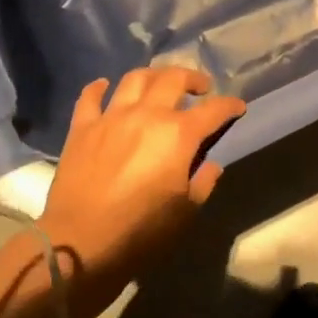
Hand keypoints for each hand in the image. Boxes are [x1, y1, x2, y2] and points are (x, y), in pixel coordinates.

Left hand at [41, 67, 246, 287]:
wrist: (79, 242)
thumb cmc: (140, 230)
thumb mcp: (185, 212)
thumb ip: (203, 182)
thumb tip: (209, 165)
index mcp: (179, 134)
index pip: (214, 110)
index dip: (230, 105)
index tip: (238, 106)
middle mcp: (148, 115)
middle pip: (174, 78)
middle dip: (193, 78)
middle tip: (200, 88)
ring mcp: (112, 117)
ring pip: (135, 78)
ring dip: (153, 75)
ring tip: (160, 83)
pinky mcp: (82, 128)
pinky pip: (90, 97)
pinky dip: (99, 87)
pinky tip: (105, 85)